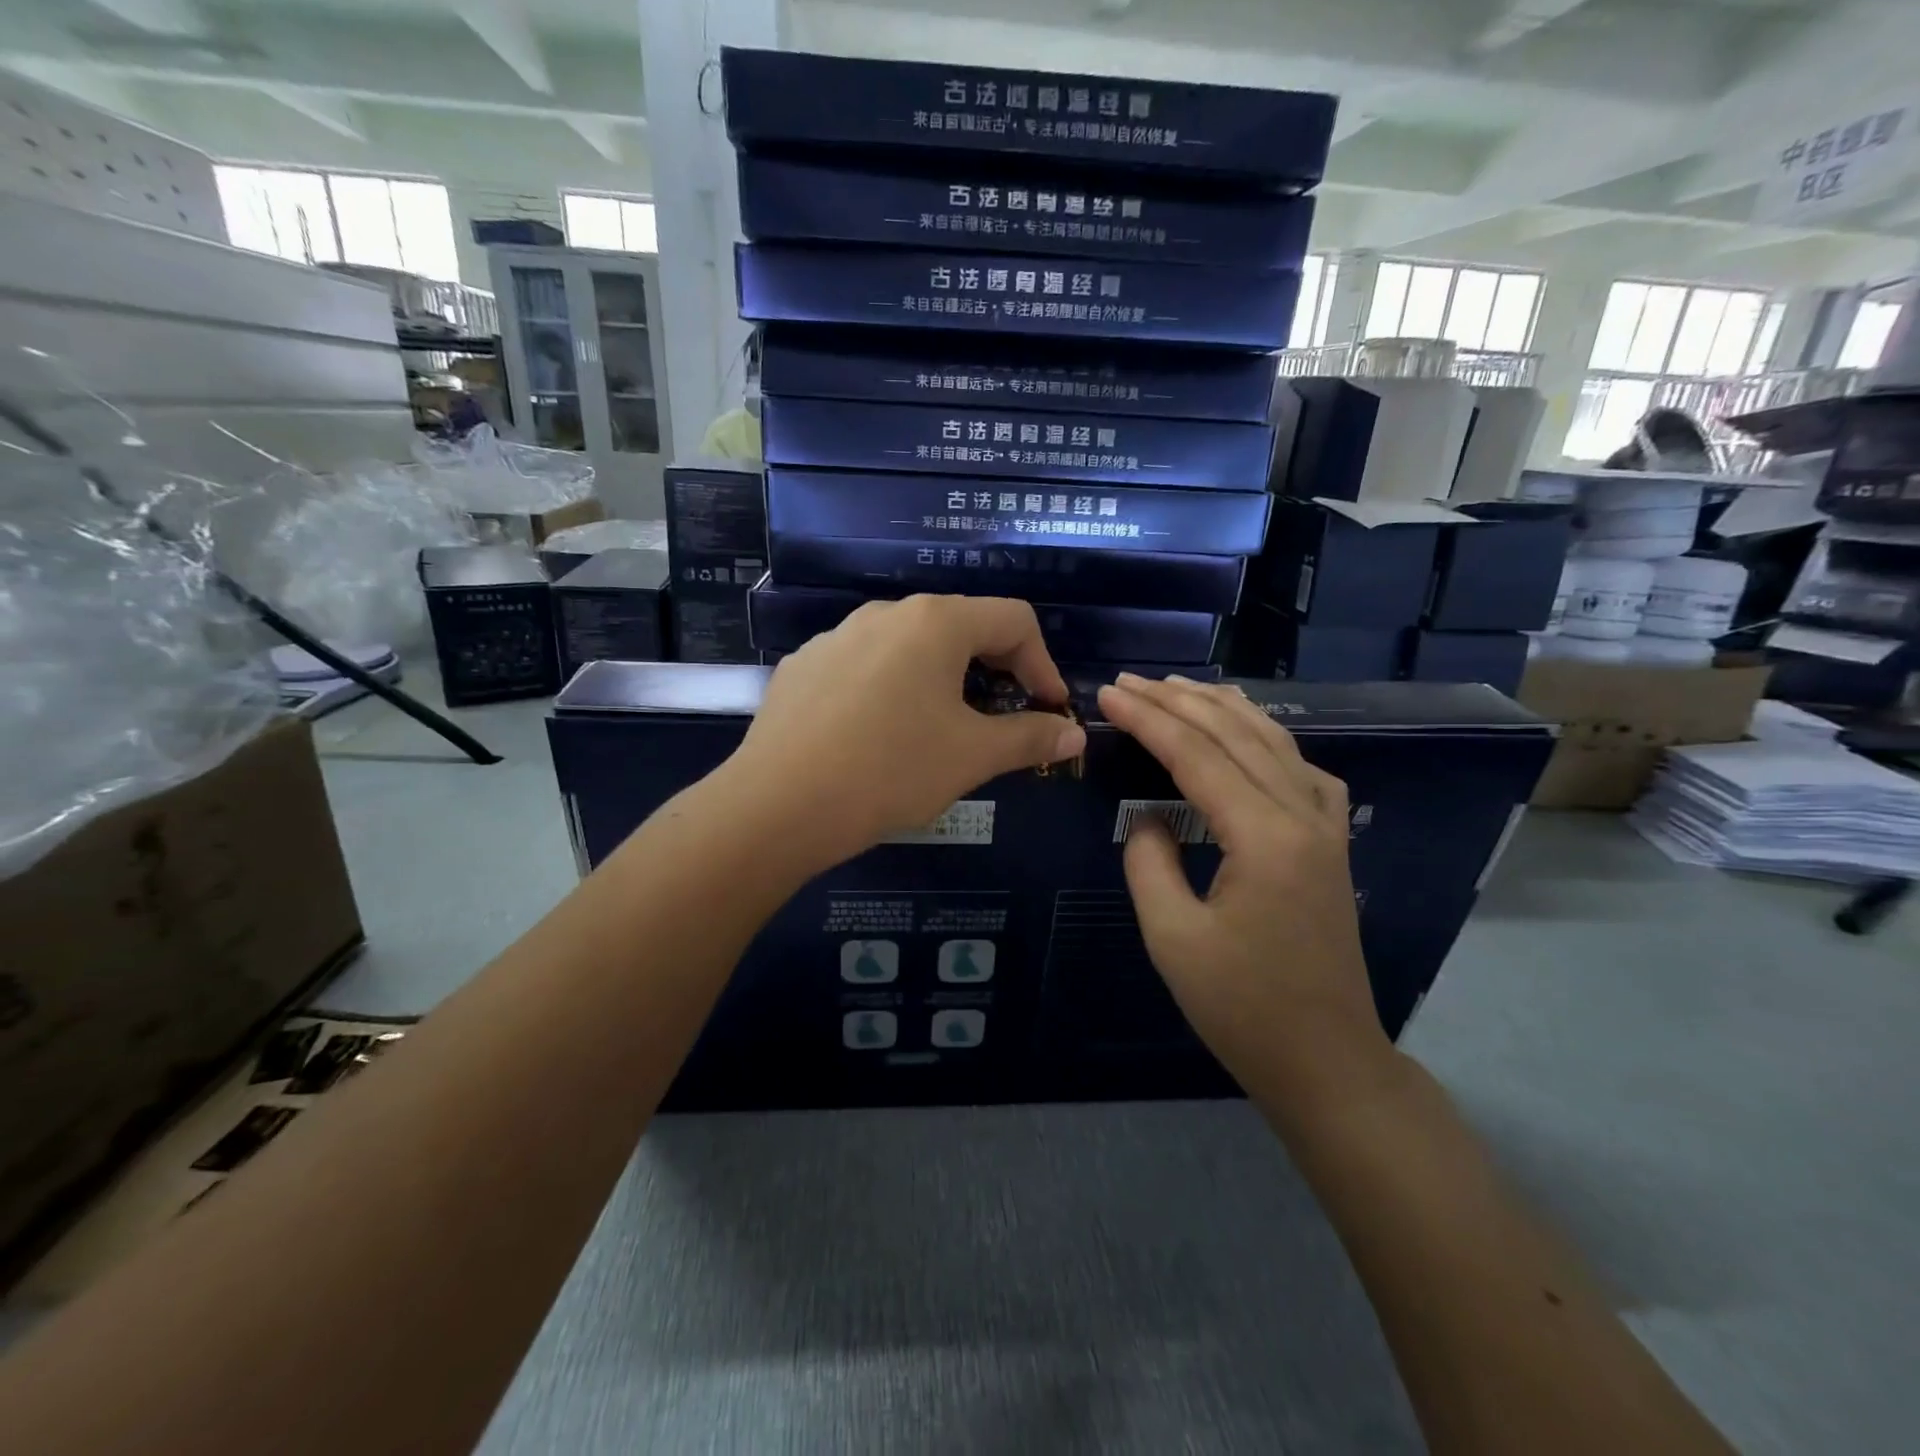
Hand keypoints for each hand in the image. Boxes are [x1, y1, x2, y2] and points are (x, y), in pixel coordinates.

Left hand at [724, 596, 1086, 868]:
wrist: (778, 805)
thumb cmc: (890, 770)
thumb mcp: (972, 756)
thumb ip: (1030, 737)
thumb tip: (1074, 734)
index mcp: (935, 622)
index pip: (1013, 619)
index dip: (1044, 664)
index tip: (1049, 711)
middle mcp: (885, 613)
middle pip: (961, 627)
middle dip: (996, 671)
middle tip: (1003, 721)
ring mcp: (837, 636)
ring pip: (909, 647)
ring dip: (942, 681)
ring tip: (941, 731)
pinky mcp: (804, 666)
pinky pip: (865, 667)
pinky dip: (892, 691)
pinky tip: (878, 737)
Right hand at [1097, 673, 1392, 1105]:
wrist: (1325, 1060)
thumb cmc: (1242, 1008)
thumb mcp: (1172, 938)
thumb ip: (1149, 862)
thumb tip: (1150, 817)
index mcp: (1264, 837)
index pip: (1196, 755)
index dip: (1148, 719)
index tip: (1108, 693)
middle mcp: (1303, 816)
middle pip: (1236, 735)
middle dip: (1179, 702)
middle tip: (1130, 681)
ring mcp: (1326, 827)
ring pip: (1274, 743)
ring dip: (1223, 710)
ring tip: (1180, 687)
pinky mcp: (1331, 843)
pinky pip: (1300, 769)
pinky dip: (1266, 739)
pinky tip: (1248, 735)